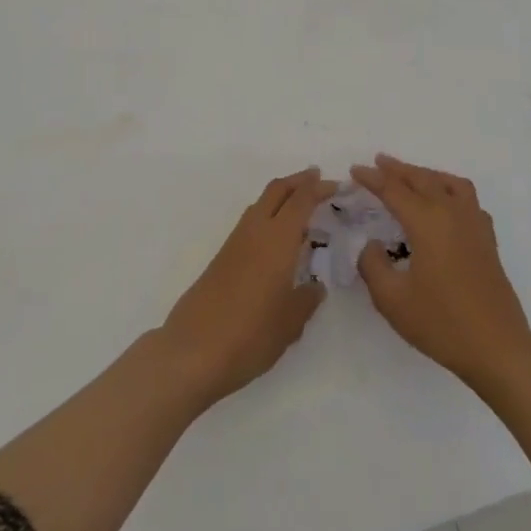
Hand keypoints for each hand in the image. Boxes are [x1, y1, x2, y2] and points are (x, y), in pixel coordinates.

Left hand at [160, 167, 335, 405]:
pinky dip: (268, 216)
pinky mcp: (222, 257)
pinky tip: (275, 238)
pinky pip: (250, 222)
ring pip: (261, 203)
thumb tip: (315, 286)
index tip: (337, 184)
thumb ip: (306, 300)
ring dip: (281, 196)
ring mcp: (235, 242)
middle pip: (277, 190)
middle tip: (318, 180)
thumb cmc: (250, 334)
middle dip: (299, 181)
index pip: (301, 200)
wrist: (193, 350)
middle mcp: (255, 231)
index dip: (319, 188)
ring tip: (300, 207)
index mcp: (277, 239)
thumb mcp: (290, 323)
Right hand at [354, 153, 530, 386]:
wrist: (498, 348)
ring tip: (411, 176)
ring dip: (426, 174)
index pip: (394, 190)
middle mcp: (452, 213)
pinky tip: (445, 205)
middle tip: (378, 162)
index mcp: (427, 222)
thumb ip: (373, 266)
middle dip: (398, 169)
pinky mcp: (487, 240)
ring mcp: (474, 224)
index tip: (355, 170)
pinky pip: (468, 200)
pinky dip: (450, 190)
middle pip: (422, 179)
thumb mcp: (392, 300)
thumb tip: (372, 244)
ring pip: (448, 183)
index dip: (372, 179)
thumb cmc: (442, 323)